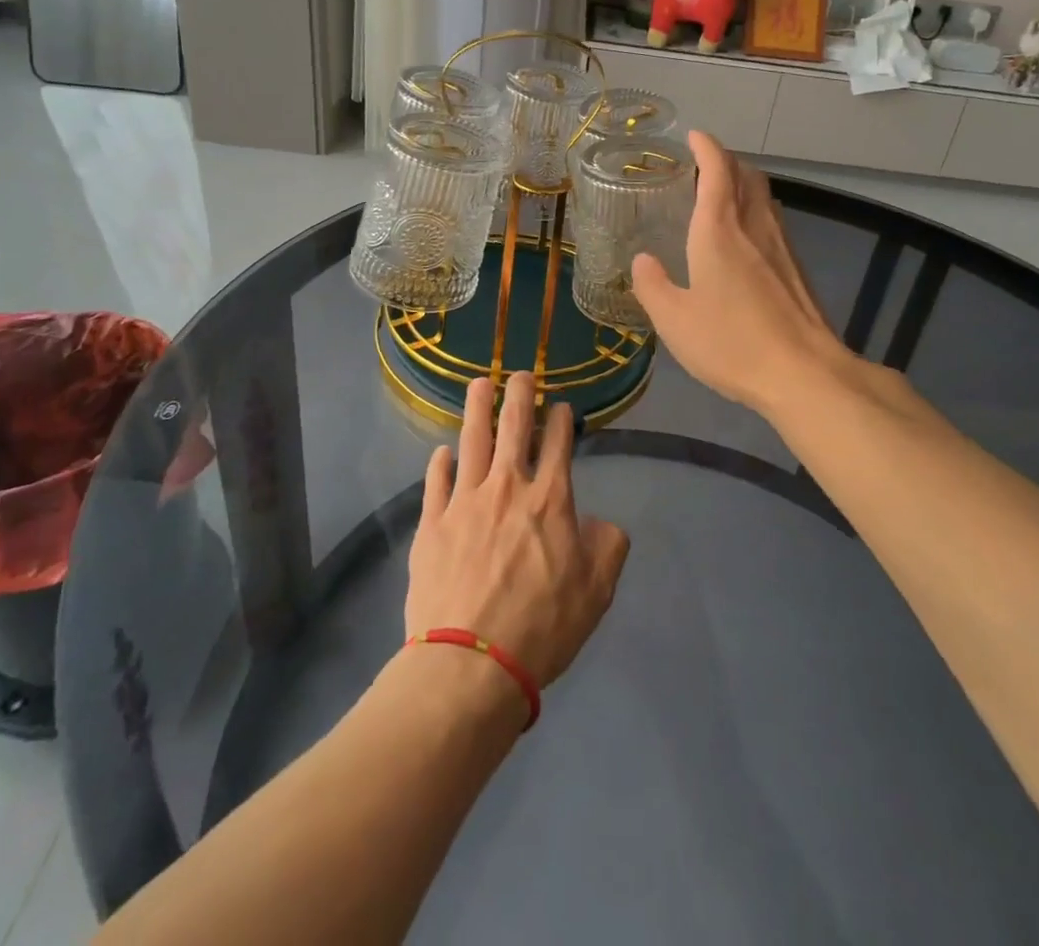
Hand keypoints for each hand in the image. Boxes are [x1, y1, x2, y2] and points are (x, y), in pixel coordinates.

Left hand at [405, 374, 629, 693]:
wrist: (469, 665)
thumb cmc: (541, 627)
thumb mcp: (596, 592)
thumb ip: (608, 547)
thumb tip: (600, 523)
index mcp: (550, 499)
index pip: (559, 444)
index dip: (562, 420)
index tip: (562, 406)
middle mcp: (507, 487)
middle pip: (513, 426)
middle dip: (519, 394)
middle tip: (520, 373)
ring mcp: (464, 502)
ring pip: (471, 441)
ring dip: (476, 408)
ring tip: (478, 384)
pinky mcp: (431, 524)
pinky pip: (436, 482)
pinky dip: (440, 463)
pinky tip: (441, 452)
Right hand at [632, 132, 854, 414]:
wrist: (803, 372)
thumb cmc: (731, 343)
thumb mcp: (674, 320)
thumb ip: (653, 286)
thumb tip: (643, 261)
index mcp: (719, 231)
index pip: (716, 170)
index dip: (706, 147)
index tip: (694, 136)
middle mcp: (754, 227)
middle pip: (746, 175)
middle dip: (726, 160)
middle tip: (703, 164)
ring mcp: (781, 246)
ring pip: (764, 197)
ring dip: (743, 183)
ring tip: (722, 193)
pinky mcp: (796, 269)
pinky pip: (773, 221)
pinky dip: (756, 211)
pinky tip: (746, 238)